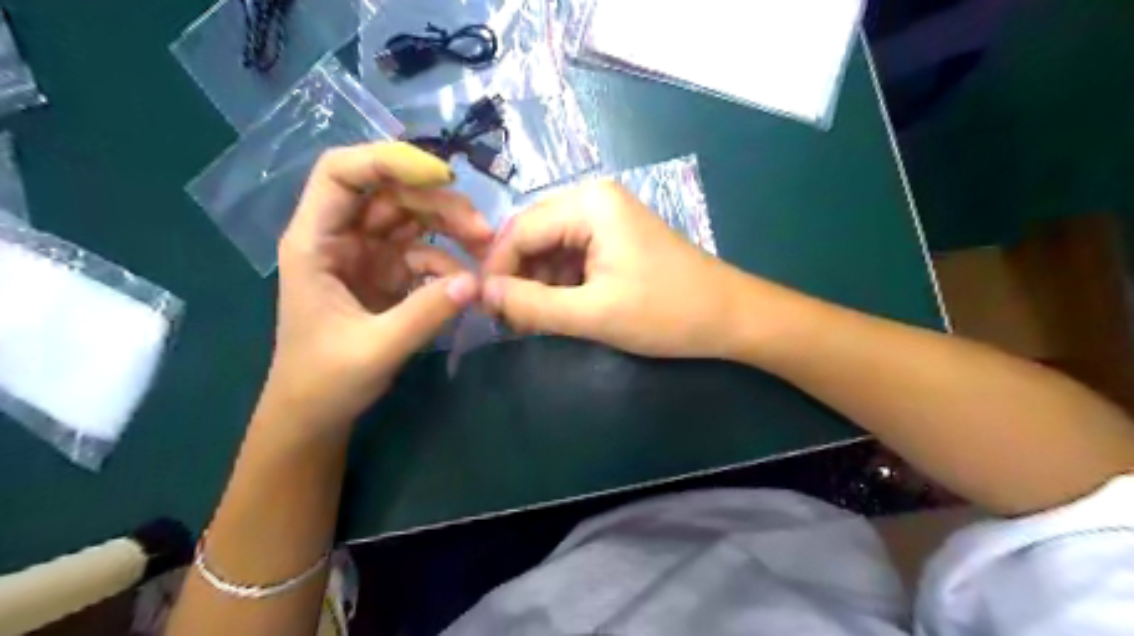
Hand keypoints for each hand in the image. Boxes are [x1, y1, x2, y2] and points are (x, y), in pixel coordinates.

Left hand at [270, 143, 496, 434]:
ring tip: (485, 248)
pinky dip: (448, 263)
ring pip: (411, 220)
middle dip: (438, 203)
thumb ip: (425, 314)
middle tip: (482, 230)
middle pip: (390, 194)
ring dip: (450, 228)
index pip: (341, 174)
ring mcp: (366, 256)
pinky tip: (466, 284)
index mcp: (315, 242)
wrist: (315, 414)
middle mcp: (340, 238)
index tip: (442, 177)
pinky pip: (423, 254)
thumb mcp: (376, 348)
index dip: (388, 161)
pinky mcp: (387, 275)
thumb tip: (476, 283)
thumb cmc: (325, 381)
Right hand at [477, 180, 749, 356]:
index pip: (520, 230)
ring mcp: (608, 217)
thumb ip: (532, 304)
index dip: (497, 270)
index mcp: (589, 204)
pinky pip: (573, 255)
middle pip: (534, 234)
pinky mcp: (616, 238)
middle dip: (518, 276)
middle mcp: (594, 200)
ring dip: (538, 282)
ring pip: (551, 247)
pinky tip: (559, 309)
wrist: (729, 317)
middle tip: (508, 319)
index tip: (484, 308)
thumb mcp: (593, 313)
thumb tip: (482, 294)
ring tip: (533, 320)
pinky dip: (560, 282)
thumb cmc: (665, 312)